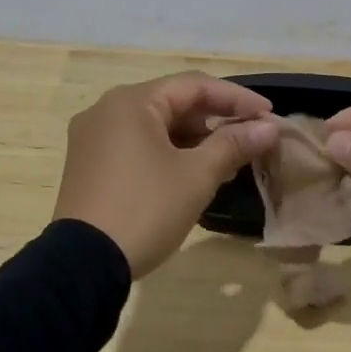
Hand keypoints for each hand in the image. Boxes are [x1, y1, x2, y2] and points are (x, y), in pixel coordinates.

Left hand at [53, 73, 279, 278]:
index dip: (236, 98)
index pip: (194, 86)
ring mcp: (93, 137)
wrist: (81, 265)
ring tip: (227, 161)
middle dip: (215, 120)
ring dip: (193, 139)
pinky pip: (136, 144)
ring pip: (154, 125)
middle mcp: (106, 109)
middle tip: (250, 140)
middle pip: (172, 102)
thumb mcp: (196, 176)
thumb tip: (269, 127)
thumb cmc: (144, 210)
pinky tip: (191, 173)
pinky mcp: (88, 163)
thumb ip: (233, 145)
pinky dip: (167, 152)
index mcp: (131, 101)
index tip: (268, 115)